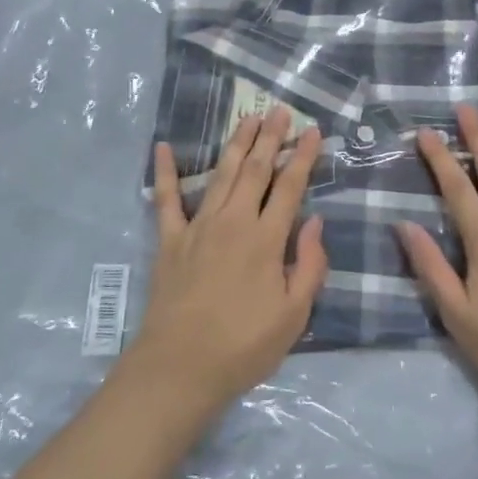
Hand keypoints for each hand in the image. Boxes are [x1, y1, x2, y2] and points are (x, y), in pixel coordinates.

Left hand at [132, 108, 328, 412]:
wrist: (180, 368)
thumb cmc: (244, 346)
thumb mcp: (293, 315)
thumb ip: (309, 265)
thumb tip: (316, 222)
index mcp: (266, 239)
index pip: (290, 187)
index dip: (303, 157)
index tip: (312, 131)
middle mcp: (233, 222)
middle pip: (256, 170)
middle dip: (270, 137)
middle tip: (279, 110)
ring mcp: (198, 227)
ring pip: (221, 174)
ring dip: (236, 143)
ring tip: (247, 117)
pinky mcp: (170, 240)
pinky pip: (166, 199)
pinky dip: (164, 172)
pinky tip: (161, 147)